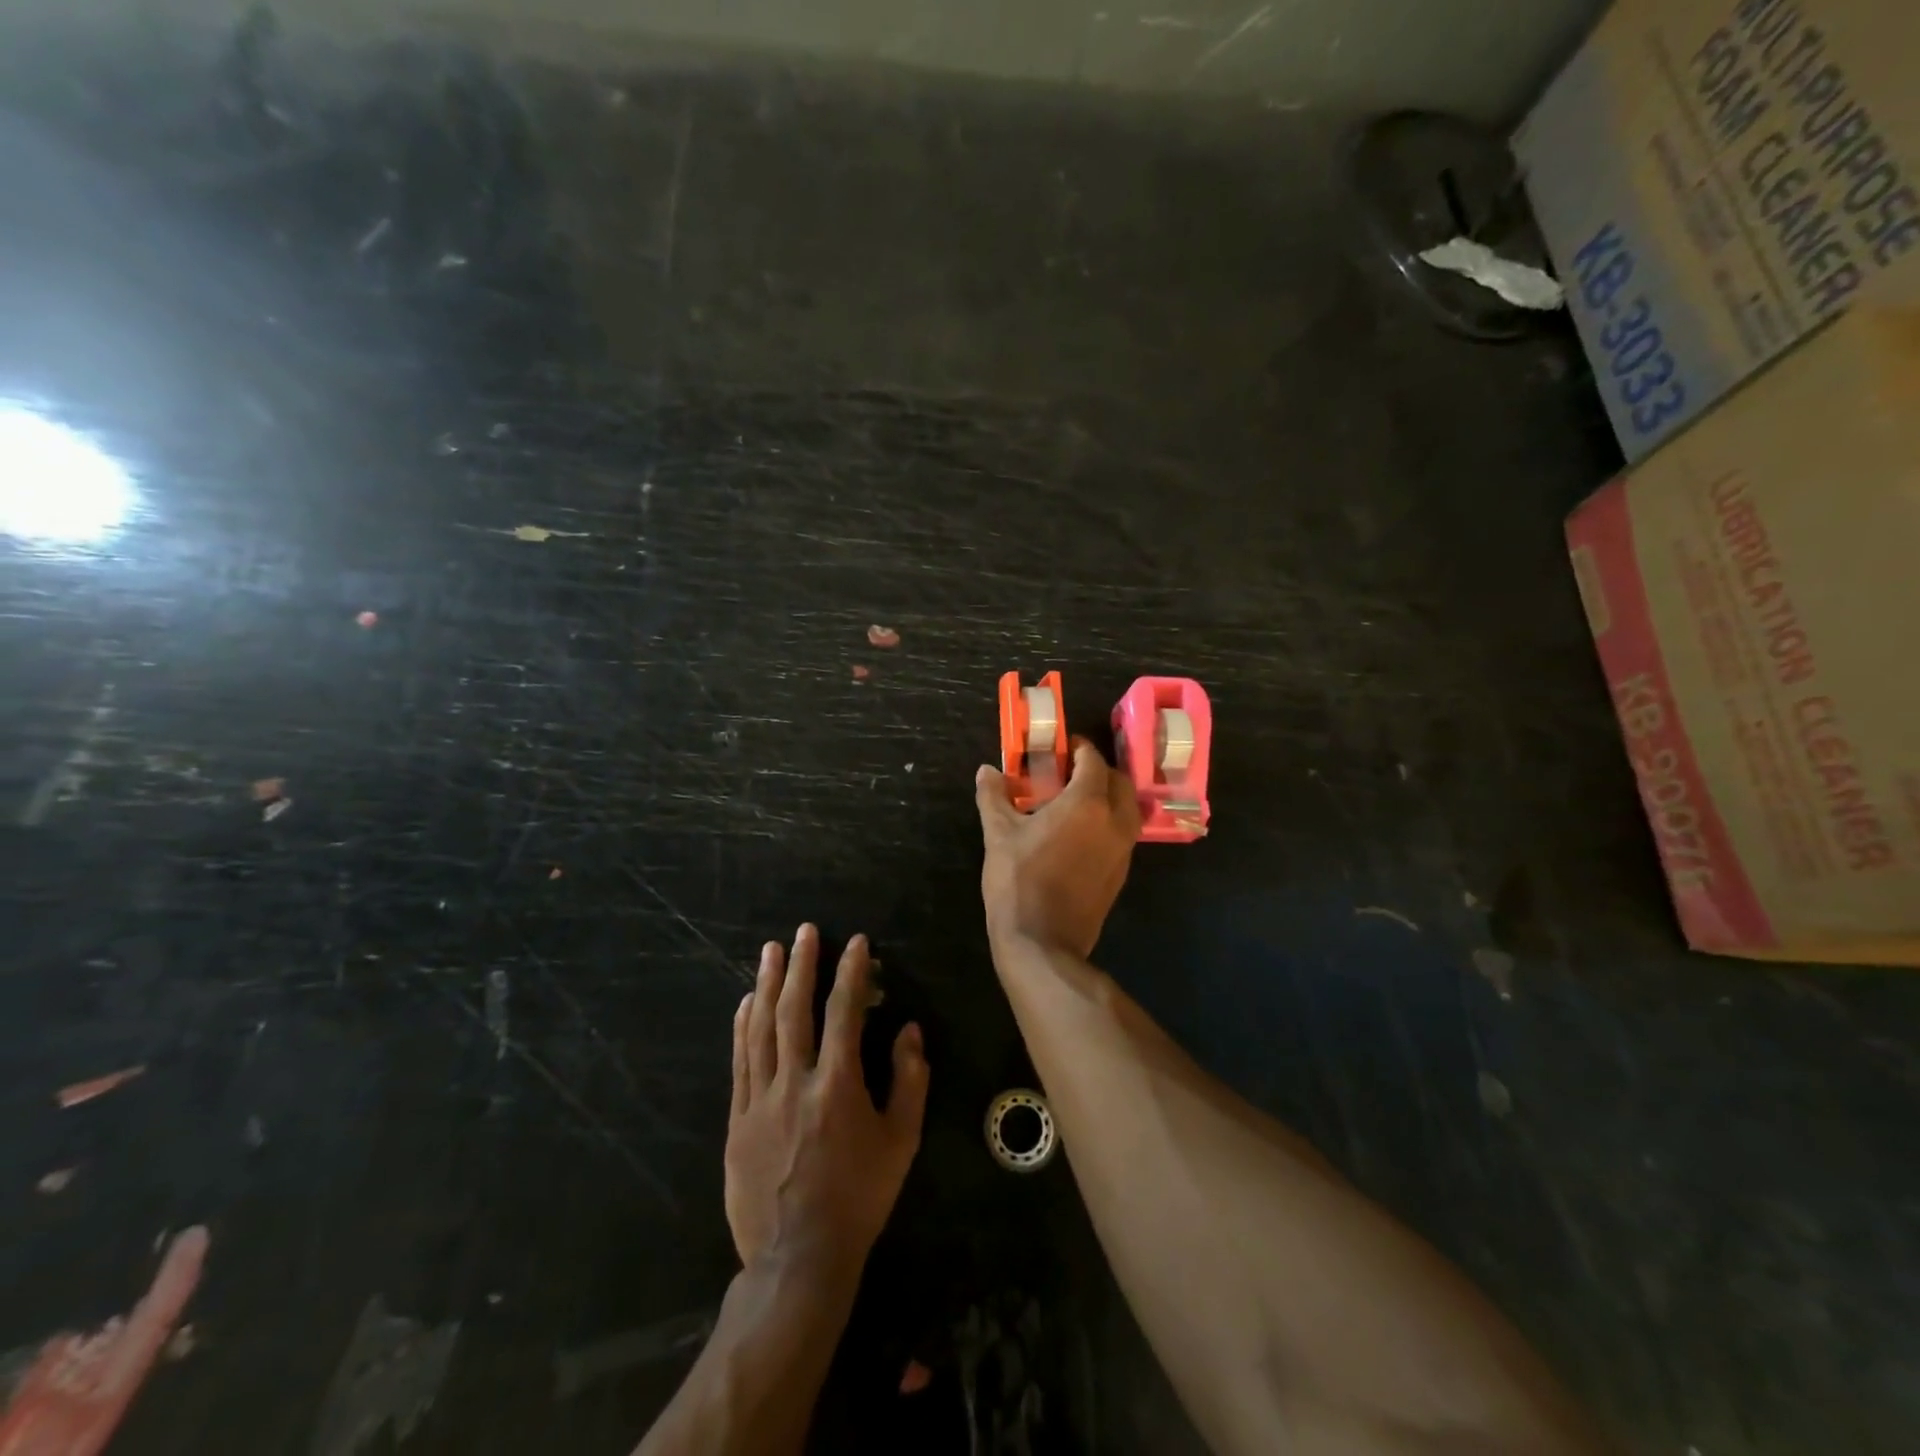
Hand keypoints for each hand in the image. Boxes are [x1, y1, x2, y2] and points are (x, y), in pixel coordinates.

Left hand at [726, 926, 929, 1276]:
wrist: (797, 1258)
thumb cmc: (859, 1197)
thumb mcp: (901, 1142)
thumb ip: (909, 1081)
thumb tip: (909, 1030)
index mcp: (837, 1086)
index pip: (844, 1012)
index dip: (851, 972)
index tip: (855, 942)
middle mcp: (795, 1083)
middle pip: (794, 1010)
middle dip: (801, 965)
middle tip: (803, 931)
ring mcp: (760, 1100)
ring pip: (761, 1029)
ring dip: (767, 984)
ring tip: (770, 951)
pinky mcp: (737, 1119)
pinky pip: (740, 1061)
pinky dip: (742, 1026)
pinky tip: (745, 1003)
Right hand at [975, 739, 1140, 957]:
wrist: (1043, 942)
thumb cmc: (1019, 881)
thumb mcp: (999, 834)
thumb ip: (994, 796)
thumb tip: (986, 770)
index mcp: (1087, 803)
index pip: (1093, 761)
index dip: (1078, 749)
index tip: (1061, 747)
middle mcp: (1114, 821)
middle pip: (1118, 780)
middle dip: (1097, 770)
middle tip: (1068, 772)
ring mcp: (1123, 849)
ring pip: (1127, 807)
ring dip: (1108, 795)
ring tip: (1075, 799)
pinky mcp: (1121, 872)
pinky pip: (1123, 833)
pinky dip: (1108, 821)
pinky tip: (1080, 831)